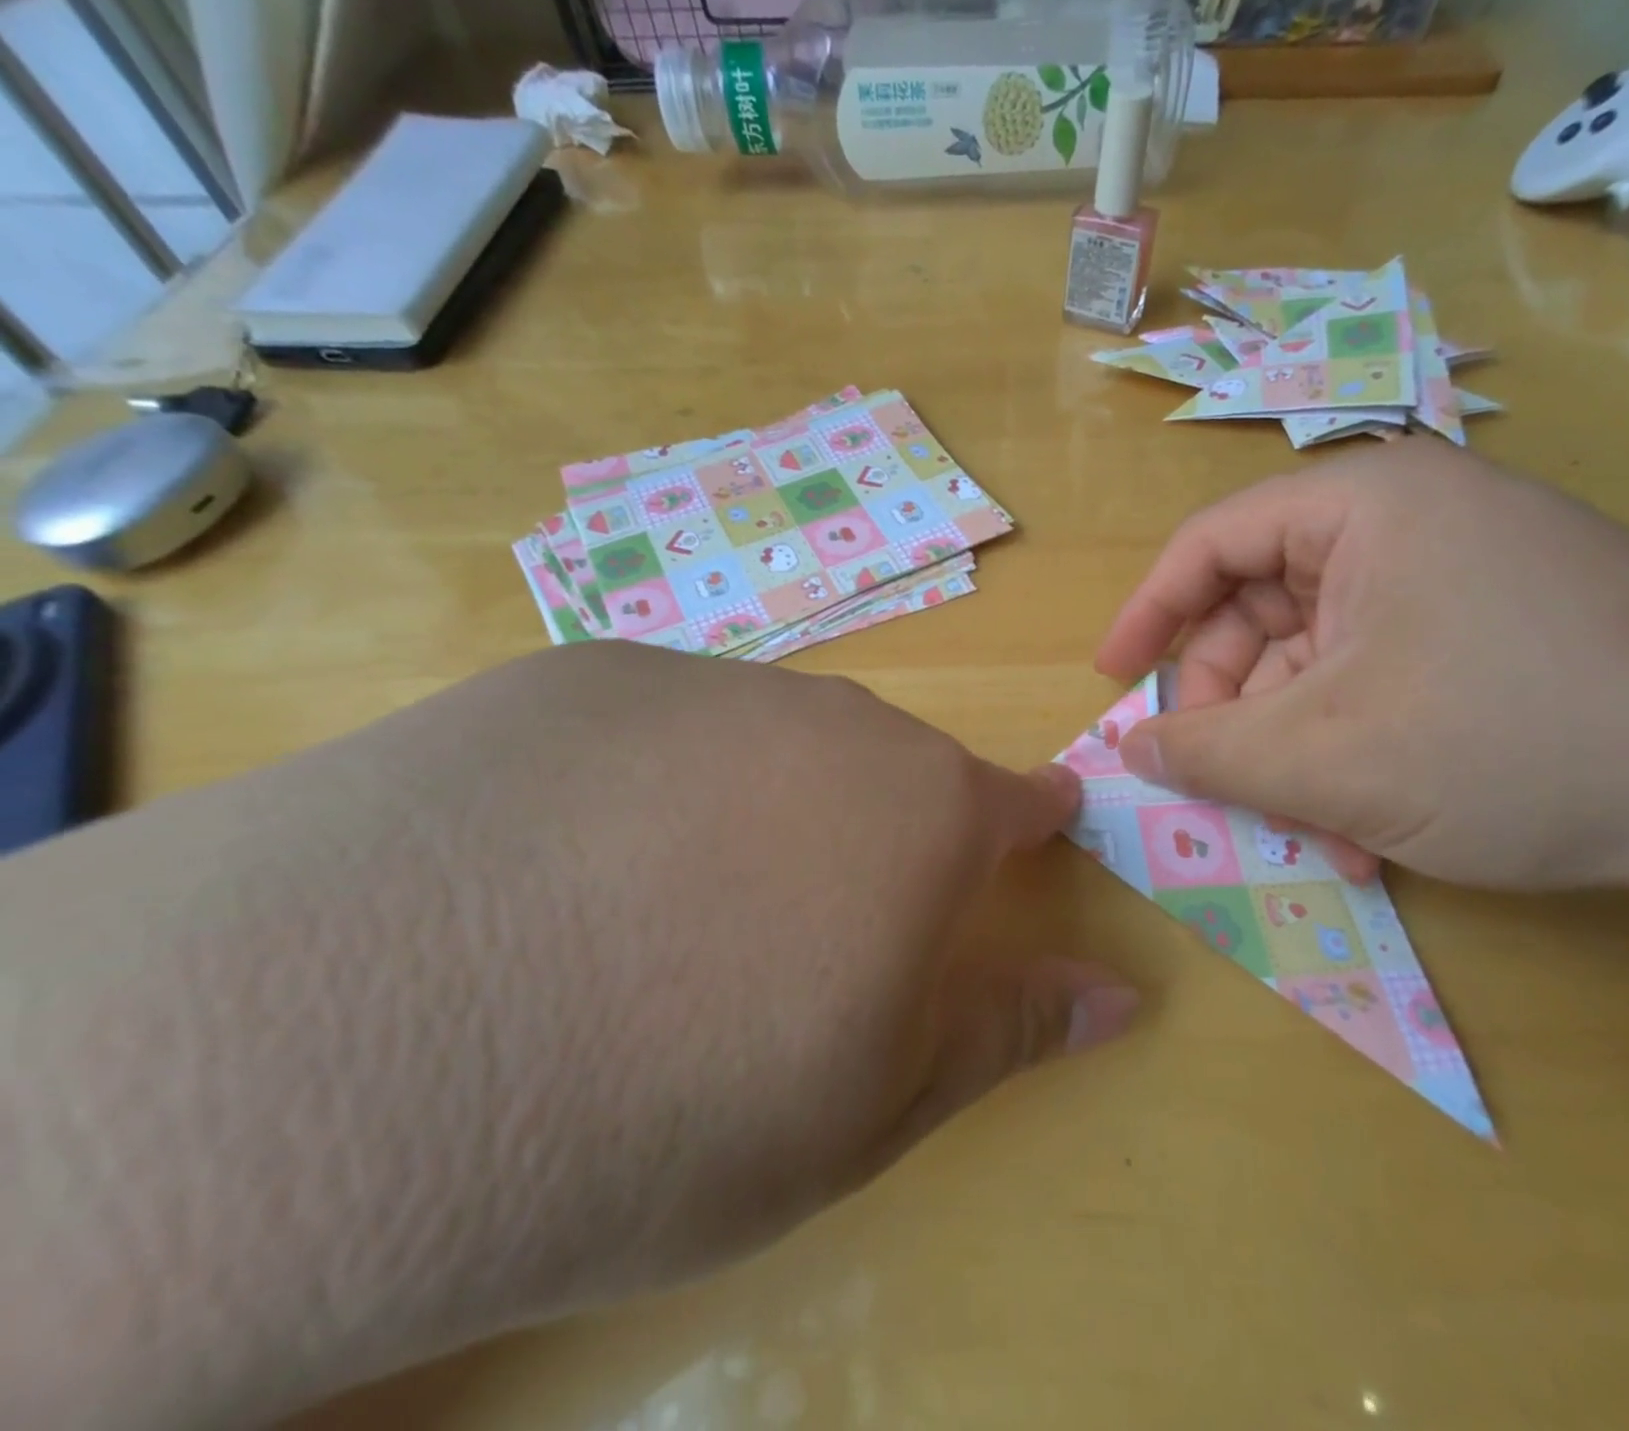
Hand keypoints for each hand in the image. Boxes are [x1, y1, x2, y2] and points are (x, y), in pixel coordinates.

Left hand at [4, 644, 1136, 1426]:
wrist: (351, 1051)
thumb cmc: (668, 1110)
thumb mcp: (868, 1105)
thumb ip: (1007, 1025)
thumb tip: (1122, 994)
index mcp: (915, 811)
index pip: (1011, 799)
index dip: (1029, 821)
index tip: (1034, 832)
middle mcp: (826, 718)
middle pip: (887, 767)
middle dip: (879, 835)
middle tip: (811, 928)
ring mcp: (697, 680)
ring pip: (773, 740)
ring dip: (761, 807)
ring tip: (676, 908)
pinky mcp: (575, 673)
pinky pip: (661, 725)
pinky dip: (653, 782)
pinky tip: (568, 860)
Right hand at [1095, 440, 1628, 892]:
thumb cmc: (1515, 738)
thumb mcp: (1325, 755)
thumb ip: (1205, 752)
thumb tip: (1129, 750)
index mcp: (1360, 507)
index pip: (1209, 545)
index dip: (1147, 615)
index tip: (1112, 681)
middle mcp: (1405, 525)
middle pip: (1260, 612)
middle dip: (1233, 709)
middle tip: (1218, 783)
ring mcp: (1452, 579)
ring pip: (1316, 663)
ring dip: (1294, 750)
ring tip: (1314, 828)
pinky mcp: (1487, 632)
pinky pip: (1373, 683)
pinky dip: (1350, 751)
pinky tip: (1371, 824)